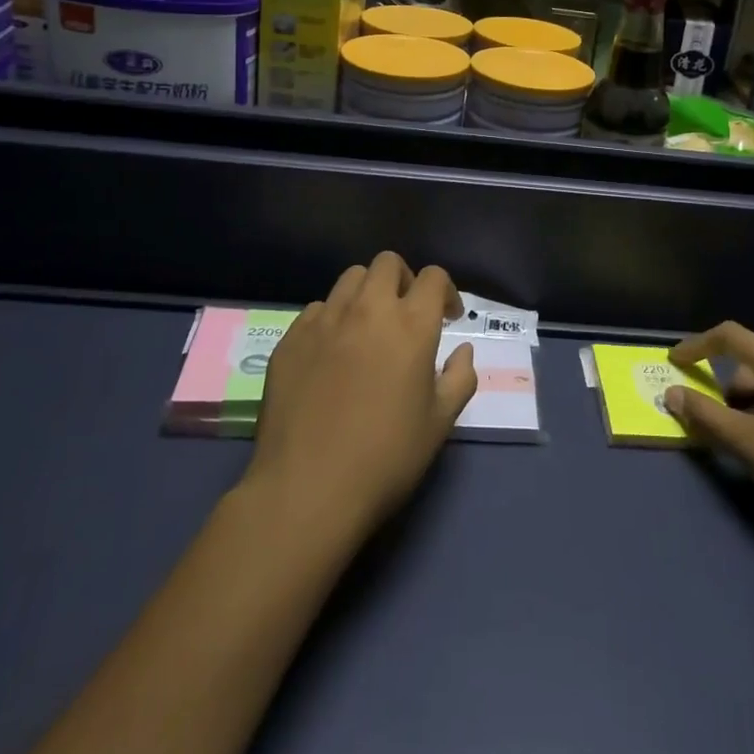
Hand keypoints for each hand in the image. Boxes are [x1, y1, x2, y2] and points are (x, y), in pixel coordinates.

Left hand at [245, 253, 475, 541]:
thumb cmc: (385, 458)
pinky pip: (316, 310)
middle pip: (388, 264)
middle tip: (407, 315)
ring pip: (350, 279)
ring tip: (368, 328)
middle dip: (404, 280)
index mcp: (411, 325)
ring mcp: (324, 321)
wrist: (307, 490)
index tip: (447, 318)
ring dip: (367, 294)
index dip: (445, 291)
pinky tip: (332, 354)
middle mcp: (368, 310)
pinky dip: (332, 319)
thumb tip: (463, 352)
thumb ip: (459, 379)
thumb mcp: (439, 424)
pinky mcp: (290, 339)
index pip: (433, 277)